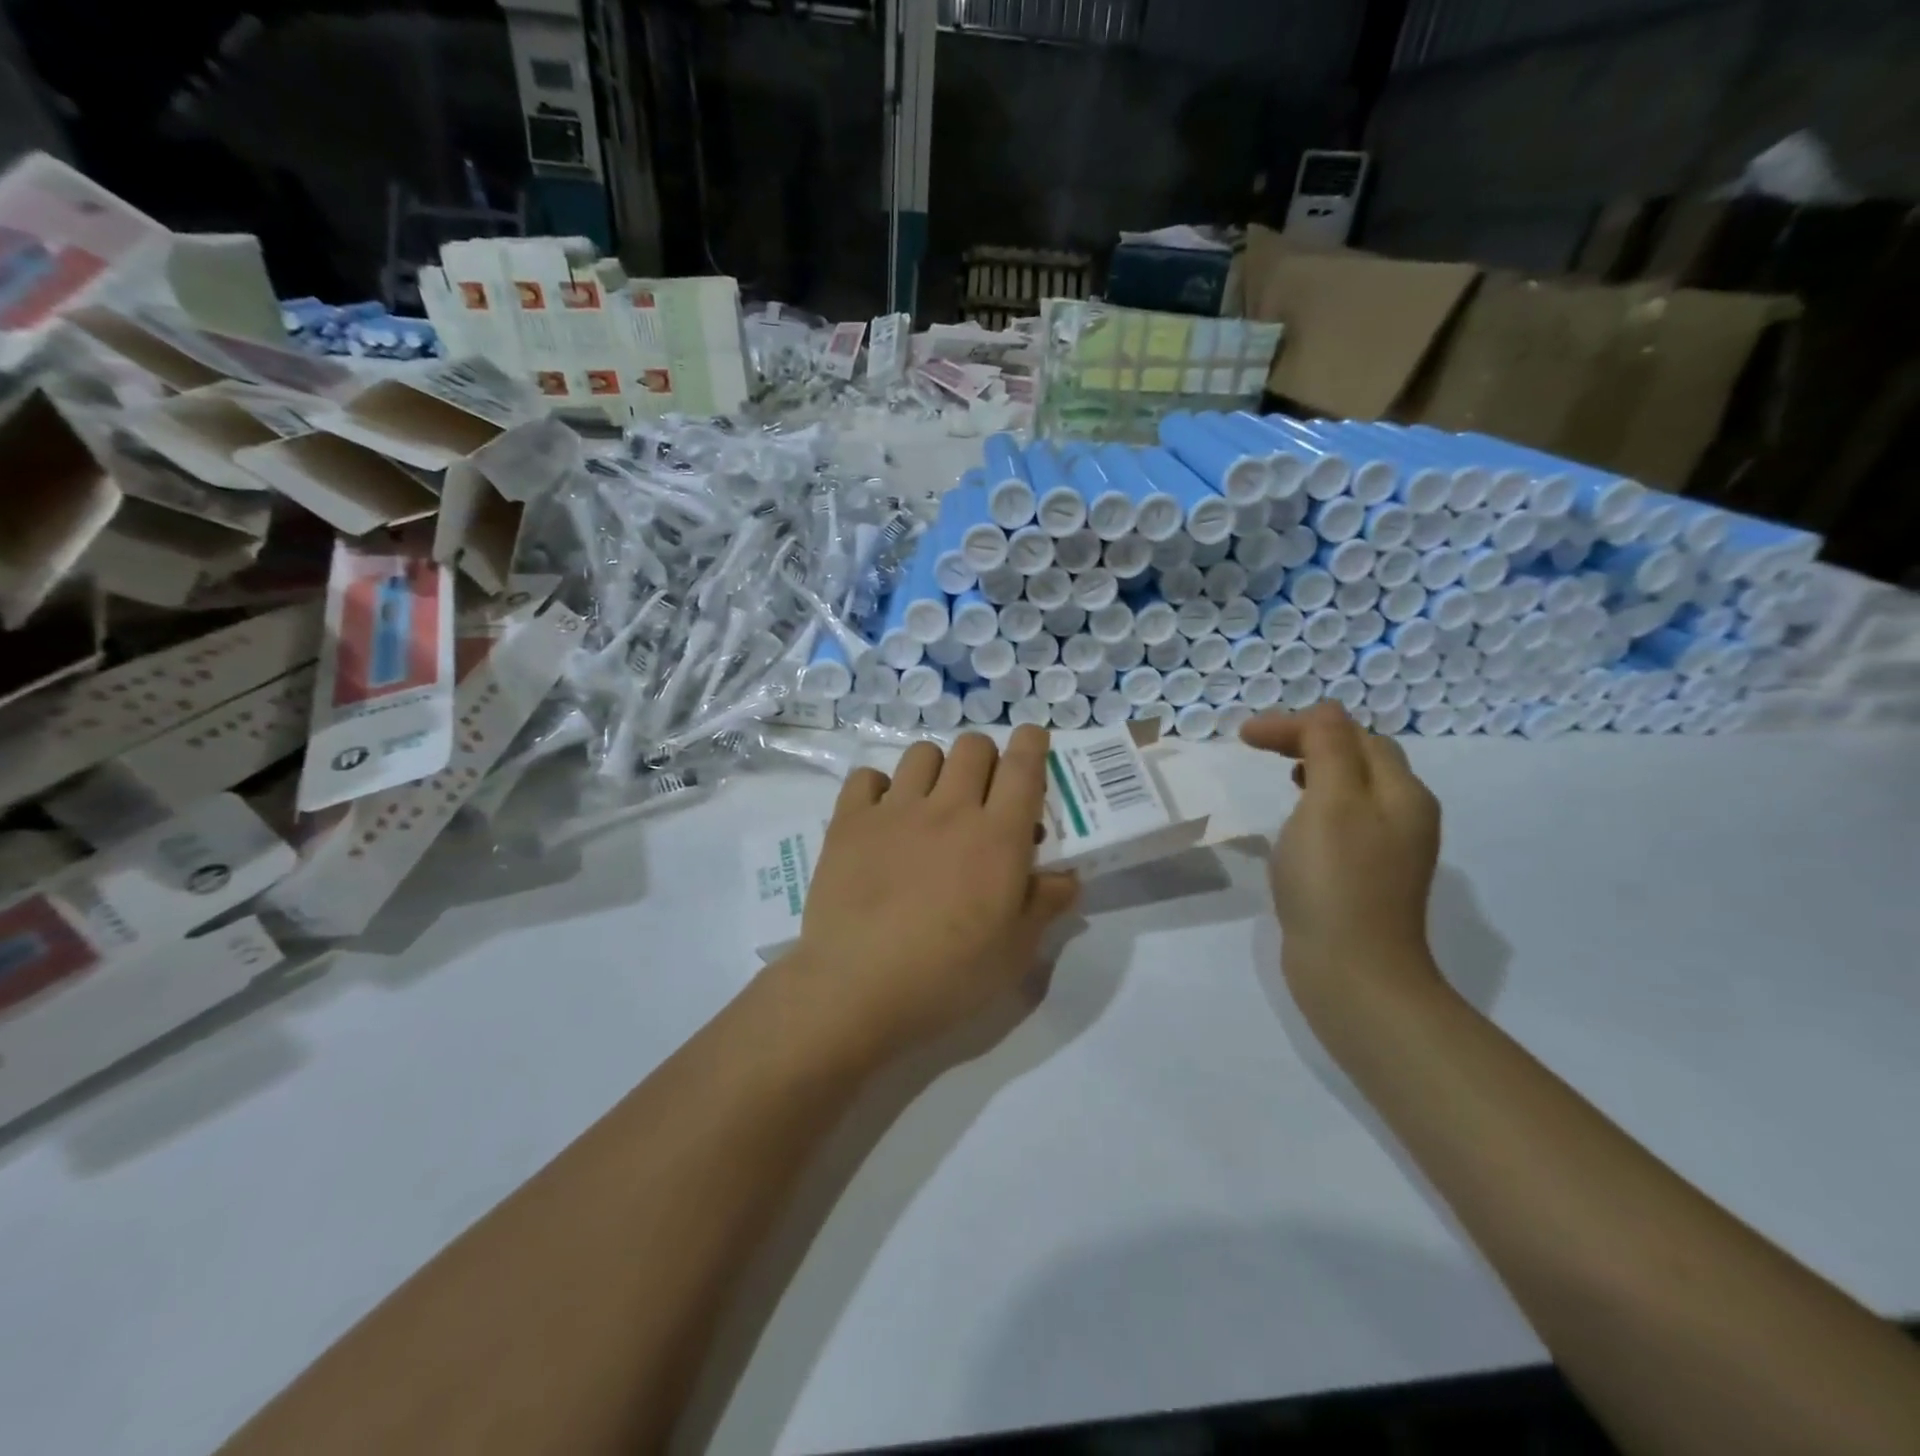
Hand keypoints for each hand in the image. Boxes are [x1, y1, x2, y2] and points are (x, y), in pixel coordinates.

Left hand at [785, 726, 1080, 1054]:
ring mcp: (895, 811)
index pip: (1024, 767)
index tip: (1033, 740)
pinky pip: (867, 777)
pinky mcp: (849, 822)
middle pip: (973, 747)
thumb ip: (1045, 904)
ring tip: (932, 802)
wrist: (857, 989)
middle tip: (982, 793)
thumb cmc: (948, 976)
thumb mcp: (1015, 952)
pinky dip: (878, 787)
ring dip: (936, 768)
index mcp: (998, 837)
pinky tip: (882, 816)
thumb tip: (1067, 876)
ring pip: (922, 753)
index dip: (1033, 743)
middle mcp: (949, 809)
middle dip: (986, 758)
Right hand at [1240, 703, 1442, 1019]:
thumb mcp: (1330, 801)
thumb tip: (1325, 711)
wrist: (1354, 973)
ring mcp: (1388, 850)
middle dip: (1311, 741)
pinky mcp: (1367, 877)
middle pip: (1360, 757)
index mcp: (1400, 792)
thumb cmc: (1336, 880)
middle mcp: (1404, 815)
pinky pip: (1344, 822)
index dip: (1299, 725)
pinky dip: (1317, 805)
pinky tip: (1295, 825)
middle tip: (1260, 746)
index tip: (1245, 736)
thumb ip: (1328, 747)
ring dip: (1316, 770)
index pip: (1352, 734)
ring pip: (1353, 789)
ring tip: (1283, 775)